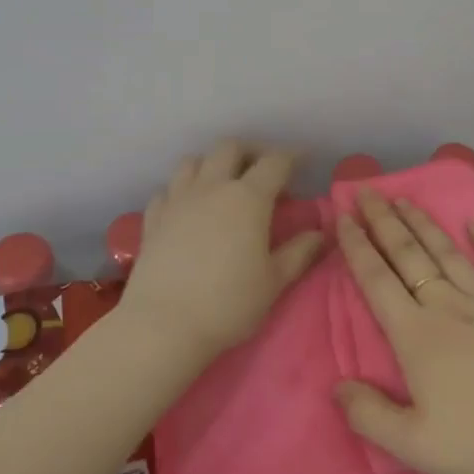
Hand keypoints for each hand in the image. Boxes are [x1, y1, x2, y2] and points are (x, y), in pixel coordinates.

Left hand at [122, 141, 325, 357]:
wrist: (163, 325)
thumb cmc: (228, 304)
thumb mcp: (274, 282)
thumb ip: (299, 252)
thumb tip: (320, 232)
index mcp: (248, 198)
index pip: (274, 162)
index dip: (291, 156)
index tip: (302, 160)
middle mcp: (212, 187)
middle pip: (230, 148)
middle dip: (250, 152)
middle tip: (262, 171)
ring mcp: (177, 199)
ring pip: (193, 161)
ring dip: (211, 164)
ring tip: (222, 184)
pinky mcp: (153, 218)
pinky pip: (167, 189)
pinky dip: (181, 190)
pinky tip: (187, 208)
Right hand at [333, 190, 473, 473]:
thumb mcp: (414, 446)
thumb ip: (369, 415)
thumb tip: (336, 385)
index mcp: (417, 335)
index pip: (376, 280)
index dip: (356, 246)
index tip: (342, 216)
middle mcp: (449, 306)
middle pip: (408, 255)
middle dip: (383, 220)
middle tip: (365, 190)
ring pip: (448, 252)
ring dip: (423, 223)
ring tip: (403, 199)